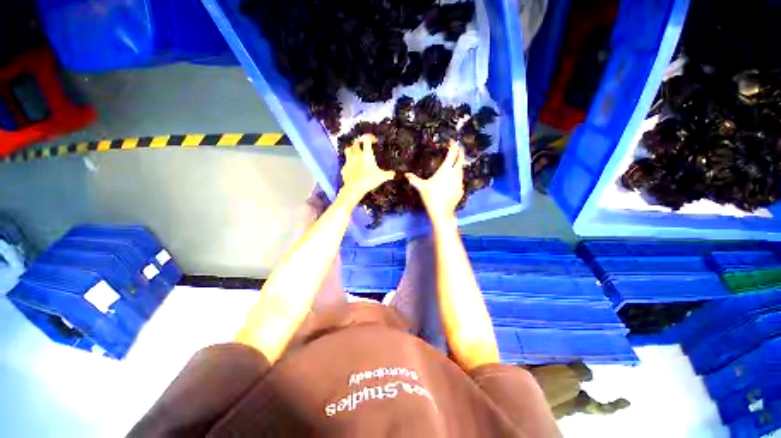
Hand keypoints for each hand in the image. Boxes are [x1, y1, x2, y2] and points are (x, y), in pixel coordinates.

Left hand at [340, 134, 393, 202]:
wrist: (354, 188)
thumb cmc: (369, 180)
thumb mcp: (382, 177)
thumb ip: (389, 174)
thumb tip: (394, 174)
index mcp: (366, 155)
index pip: (366, 139)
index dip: (370, 137)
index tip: (374, 140)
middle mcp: (357, 155)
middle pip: (356, 143)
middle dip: (360, 142)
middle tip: (364, 145)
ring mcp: (349, 161)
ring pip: (348, 149)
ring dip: (352, 148)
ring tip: (356, 151)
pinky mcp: (344, 168)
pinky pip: (346, 162)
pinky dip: (349, 162)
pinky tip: (352, 166)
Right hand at [406, 141, 464, 223]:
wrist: (441, 211)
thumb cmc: (431, 197)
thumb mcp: (421, 187)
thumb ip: (414, 180)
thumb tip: (406, 175)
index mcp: (445, 170)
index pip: (452, 154)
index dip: (453, 146)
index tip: (452, 141)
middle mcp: (455, 174)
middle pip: (460, 160)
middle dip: (460, 152)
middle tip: (459, 148)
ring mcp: (460, 182)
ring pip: (462, 170)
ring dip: (460, 164)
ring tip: (456, 163)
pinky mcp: (461, 189)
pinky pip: (460, 180)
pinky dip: (458, 176)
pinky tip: (454, 179)